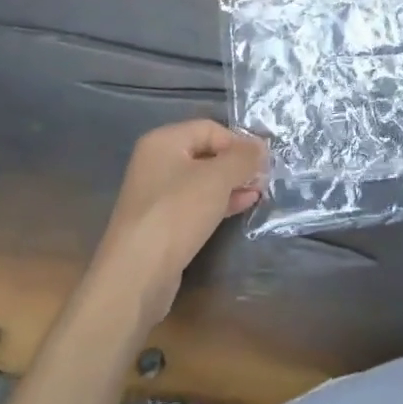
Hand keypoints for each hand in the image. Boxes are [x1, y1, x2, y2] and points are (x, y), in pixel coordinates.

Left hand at [92, 120, 266, 326]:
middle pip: (206, 153)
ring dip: (233, 183)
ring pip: (203, 180)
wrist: (137, 274)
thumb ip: (243, 158)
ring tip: (259, 192)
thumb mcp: (218, 178)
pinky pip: (196, 203)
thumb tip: (261, 147)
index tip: (264, 159)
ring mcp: (157, 195)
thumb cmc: (177, 213)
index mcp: (163, 141)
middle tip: (265, 177)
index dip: (239, 141)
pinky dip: (220, 201)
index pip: (210, 129)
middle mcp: (156, 163)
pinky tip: (243, 205)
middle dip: (237, 164)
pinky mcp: (162, 223)